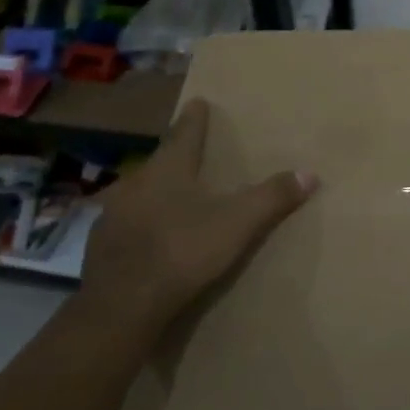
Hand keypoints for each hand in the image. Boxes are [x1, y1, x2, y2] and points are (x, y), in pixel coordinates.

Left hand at [79, 98, 315, 335]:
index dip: (195, 117)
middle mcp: (136, 181)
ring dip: (155, 192)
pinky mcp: (100, 244)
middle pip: (160, 161)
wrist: (121, 307)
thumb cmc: (182, 252)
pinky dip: (140, 225)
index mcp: (169, 168)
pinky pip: (125, 224)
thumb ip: (272, 197)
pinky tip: (148, 239)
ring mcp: (113, 213)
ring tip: (172, 199)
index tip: (198, 102)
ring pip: (139, 193)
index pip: (185, 131)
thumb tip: (310, 173)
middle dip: (176, 158)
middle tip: (192, 157)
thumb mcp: (237, 224)